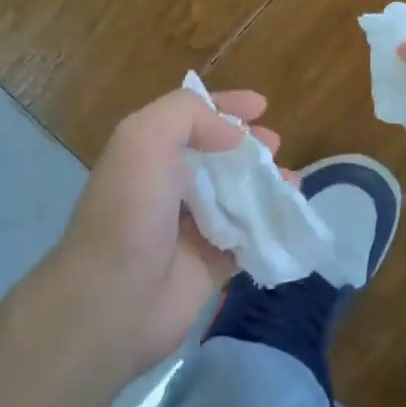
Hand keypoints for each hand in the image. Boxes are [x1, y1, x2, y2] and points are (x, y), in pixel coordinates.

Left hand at [45, 86, 279, 376]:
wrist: (113, 300)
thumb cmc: (130, 211)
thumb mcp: (144, 139)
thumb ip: (187, 115)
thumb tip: (233, 134)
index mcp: (149, 152)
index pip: (191, 117)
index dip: (225, 107)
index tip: (262, 106)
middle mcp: (168, 185)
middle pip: (218, 155)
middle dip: (249, 146)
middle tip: (276, 145)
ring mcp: (189, 226)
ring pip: (236, 195)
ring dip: (265, 184)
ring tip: (293, 183)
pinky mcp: (209, 264)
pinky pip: (247, 238)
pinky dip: (270, 226)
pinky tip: (291, 218)